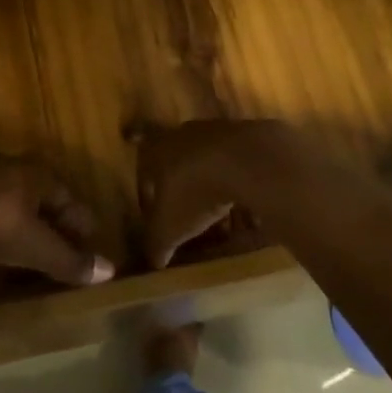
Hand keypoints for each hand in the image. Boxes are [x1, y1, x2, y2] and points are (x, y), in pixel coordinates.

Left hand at [0, 158, 113, 286]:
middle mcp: (9, 170)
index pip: (67, 198)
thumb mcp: (36, 246)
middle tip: (60, 254)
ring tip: (24, 263)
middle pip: (38, 202)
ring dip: (17, 235)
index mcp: (36, 174)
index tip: (90, 244)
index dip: (80, 223)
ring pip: (7, 210)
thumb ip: (69, 260)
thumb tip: (110, 271)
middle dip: (49, 228)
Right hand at [134, 120, 296, 267]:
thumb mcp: (169, 227)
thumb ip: (158, 244)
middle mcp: (183, 135)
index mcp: (157, 150)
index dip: (148, 196)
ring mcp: (216, 130)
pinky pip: (236, 163)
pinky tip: (246, 202)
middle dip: (181, 189)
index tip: (155, 217)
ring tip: (220, 212)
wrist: (247, 161)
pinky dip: (238, 181)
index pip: (144, 172)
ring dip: (211, 184)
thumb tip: (154, 262)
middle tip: (187, 214)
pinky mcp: (246, 134)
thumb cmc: (194, 192)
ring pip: (207, 162)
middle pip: (177, 163)